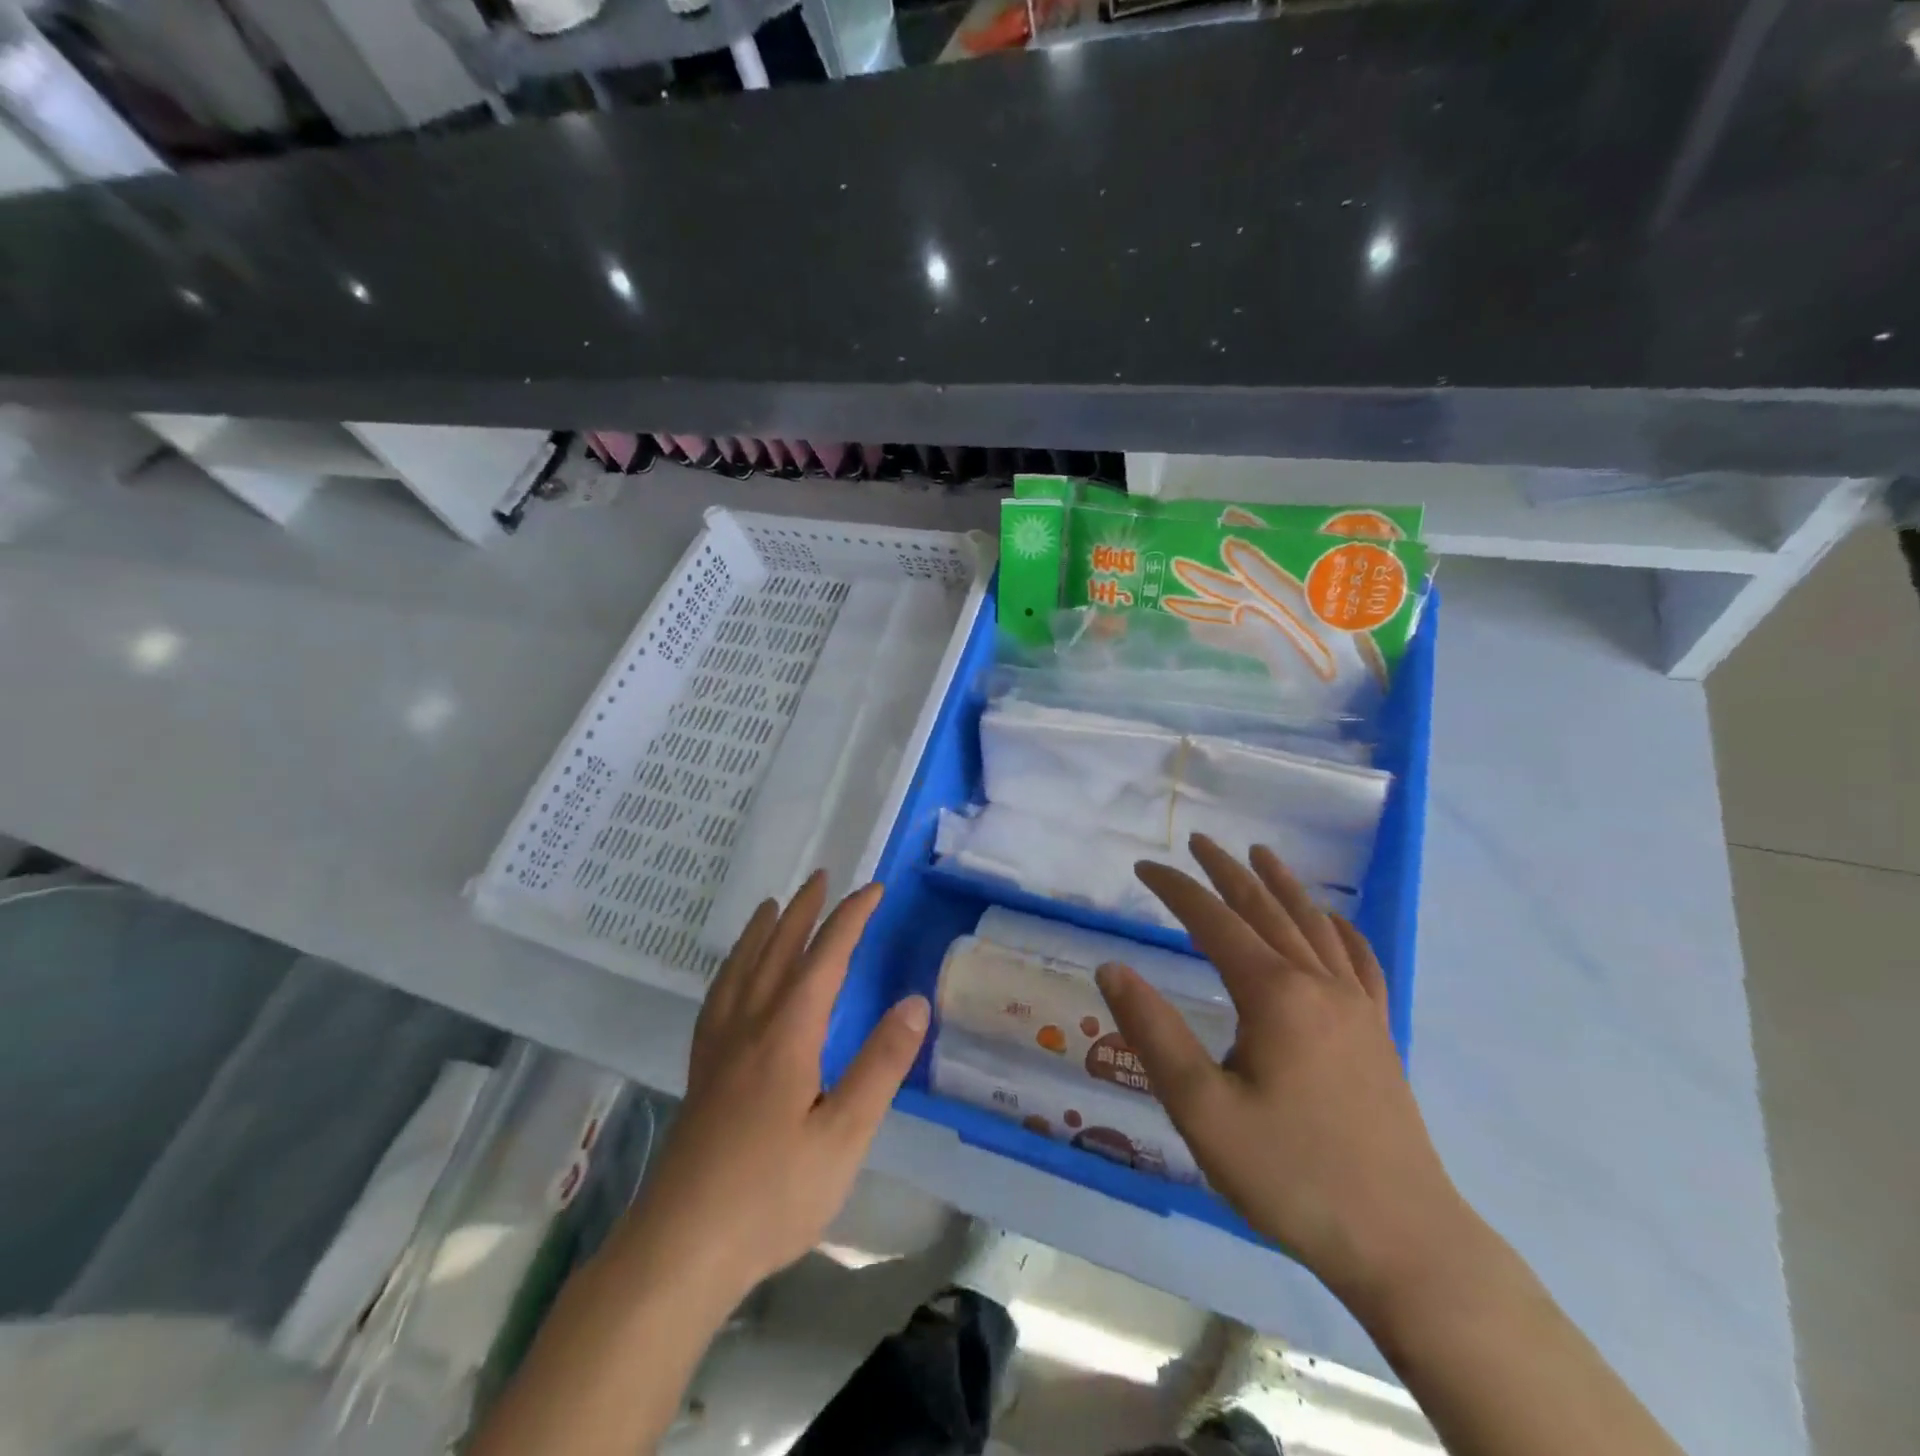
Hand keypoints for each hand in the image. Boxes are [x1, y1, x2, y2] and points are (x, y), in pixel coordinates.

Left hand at [619, 873, 929, 1308]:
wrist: (680, 1249)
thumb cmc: (772, 1195)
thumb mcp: (844, 1135)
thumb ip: (880, 1065)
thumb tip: (915, 1002)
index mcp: (788, 1033)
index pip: (825, 956)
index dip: (851, 918)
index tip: (874, 889)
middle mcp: (749, 1026)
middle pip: (778, 950)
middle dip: (803, 910)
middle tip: (822, 878)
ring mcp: (719, 1048)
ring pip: (742, 968)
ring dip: (763, 930)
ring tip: (773, 905)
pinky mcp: (701, 1072)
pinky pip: (718, 997)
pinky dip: (732, 968)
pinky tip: (734, 976)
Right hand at [1095, 835, 1467, 1305]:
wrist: (1403, 1244)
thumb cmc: (1291, 1176)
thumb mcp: (1202, 1112)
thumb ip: (1153, 1034)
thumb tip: (1112, 968)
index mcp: (1274, 994)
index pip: (1214, 920)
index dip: (1176, 889)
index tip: (1144, 867)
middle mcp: (1318, 984)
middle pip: (1266, 909)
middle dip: (1227, 872)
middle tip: (1198, 843)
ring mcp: (1357, 1007)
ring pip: (1315, 925)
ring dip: (1282, 885)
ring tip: (1260, 855)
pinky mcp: (1379, 1034)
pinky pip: (1360, 961)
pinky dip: (1340, 929)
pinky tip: (1333, 921)